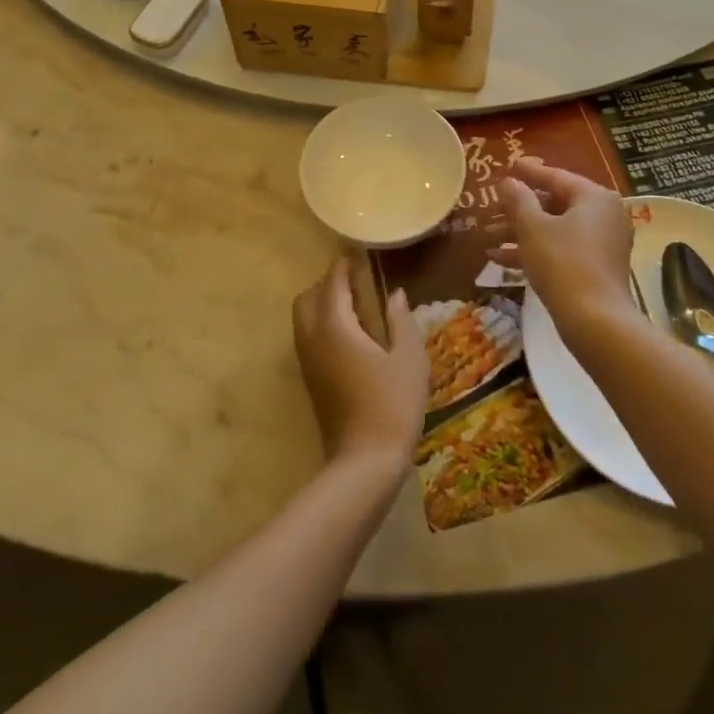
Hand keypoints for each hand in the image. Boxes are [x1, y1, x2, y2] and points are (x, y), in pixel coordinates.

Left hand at [292, 257, 426, 471]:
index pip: (332, 285)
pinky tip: (352, 336)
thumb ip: (400, 320)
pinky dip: (322, 325)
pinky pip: (309, 339)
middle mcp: (314, 340)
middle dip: (326, 284)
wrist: (366, 462)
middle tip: (355, 281)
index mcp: (336, 328)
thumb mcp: (408, 358)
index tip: (354, 252)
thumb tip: (395, 294)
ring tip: (356, 306)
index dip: (342, 266)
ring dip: (322, 305)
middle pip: (307, 299)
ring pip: (304, 320)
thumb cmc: (393, 403)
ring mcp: (308, 363)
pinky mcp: (311, 381)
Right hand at [498, 158, 636, 338]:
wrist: (595, 321)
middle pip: (555, 204)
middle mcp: (605, 215)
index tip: (509, 166)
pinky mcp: (596, 269)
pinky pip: (562, 250)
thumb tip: (508, 182)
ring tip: (488, 237)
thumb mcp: (533, 228)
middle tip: (492, 208)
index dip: (528, 173)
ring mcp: (603, 244)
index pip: (556, 177)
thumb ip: (518, 200)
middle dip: (519, 210)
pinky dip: (535, 251)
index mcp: (595, 198)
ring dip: (521, 233)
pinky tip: (500, 260)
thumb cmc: (563, 263)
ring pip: (555, 230)